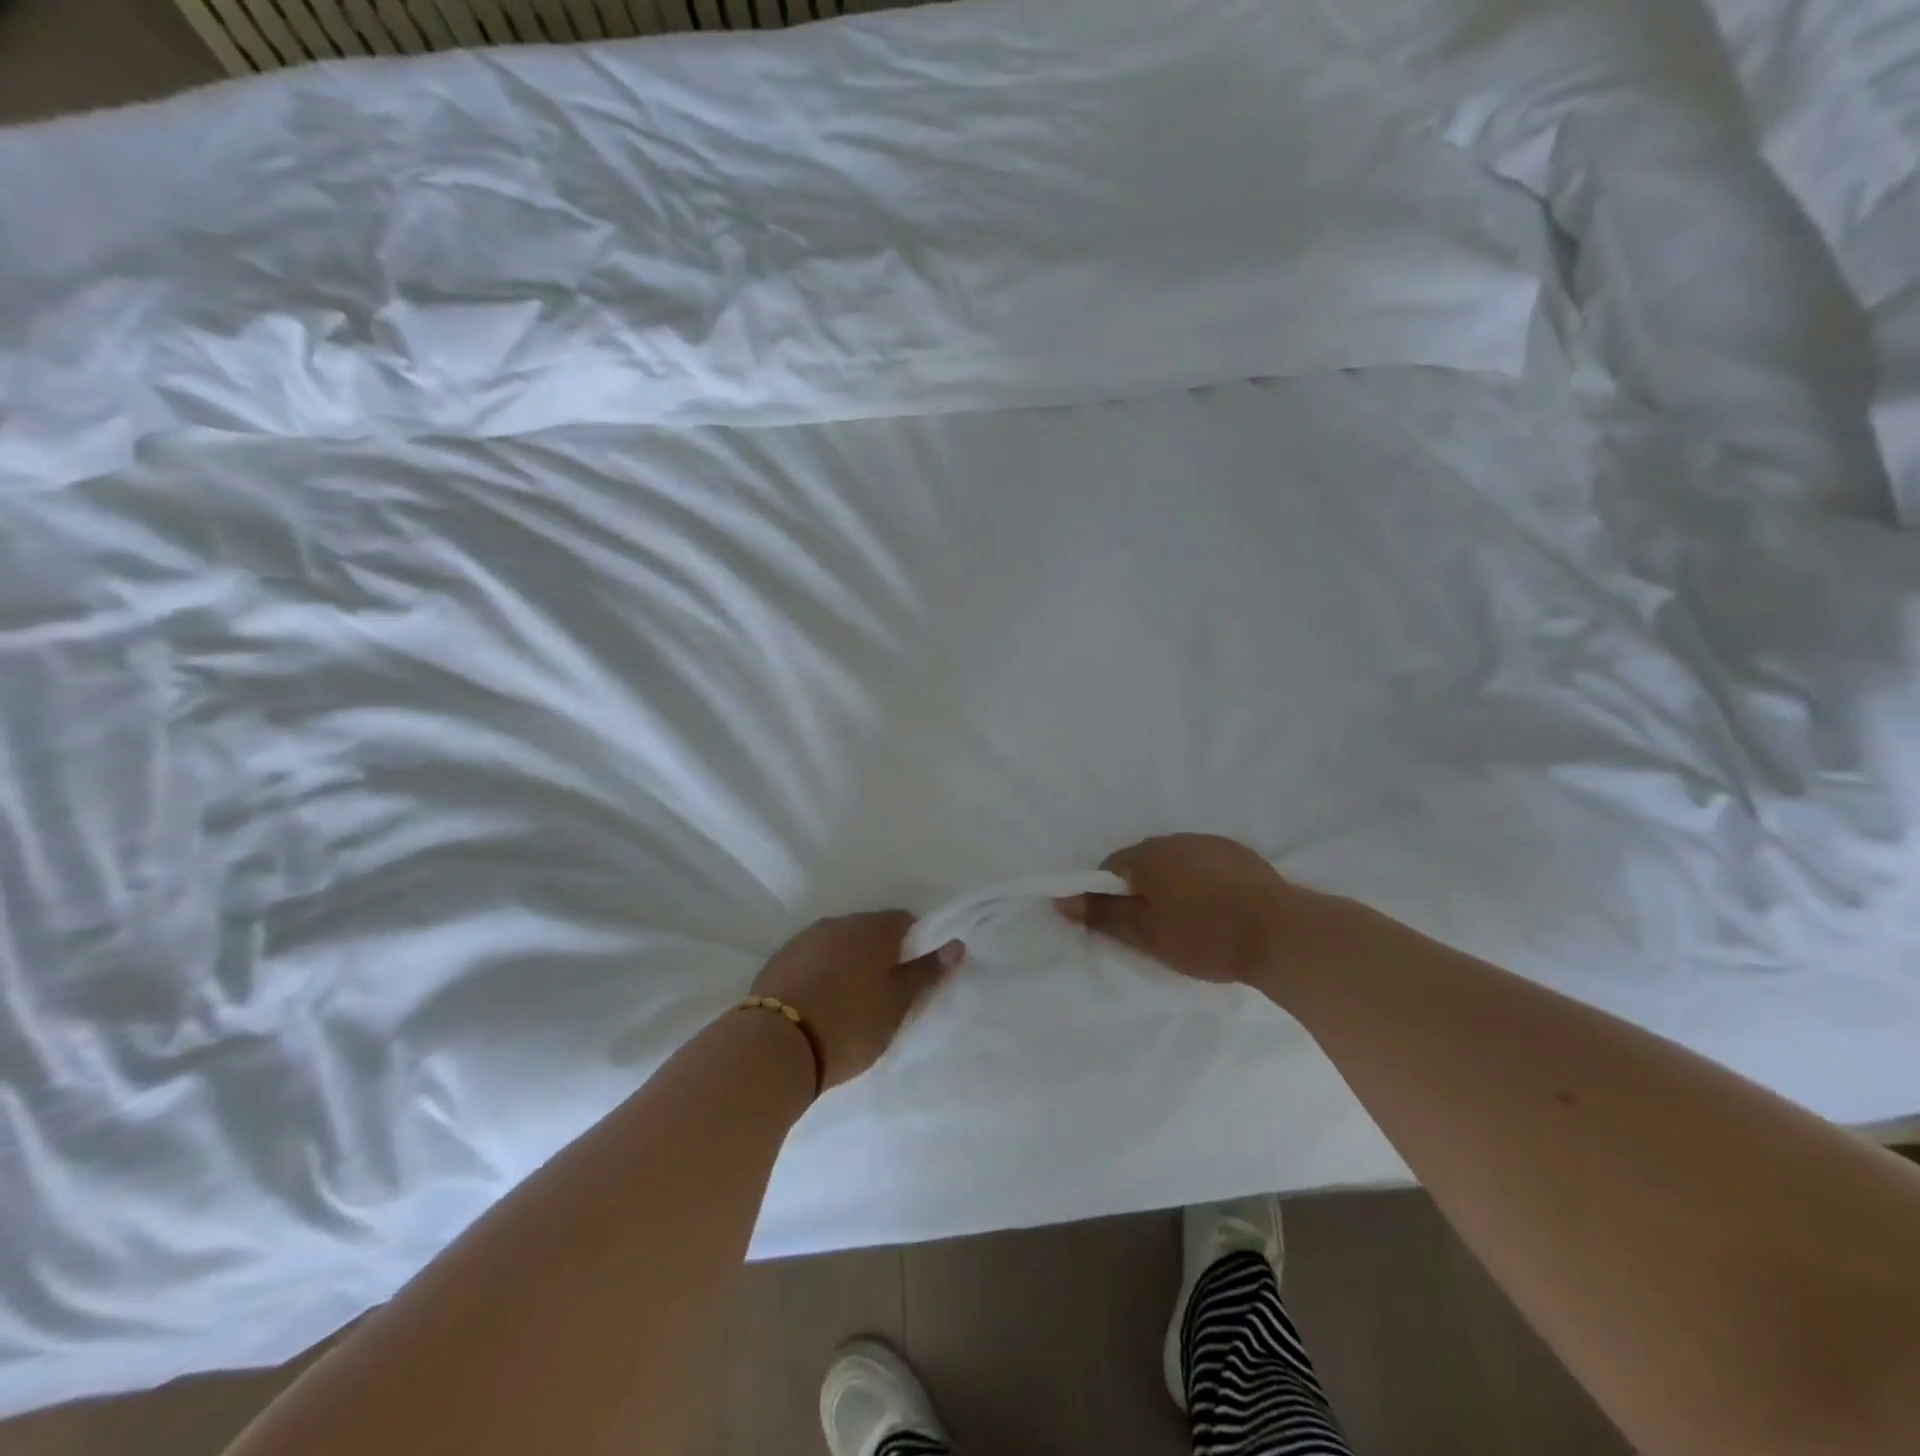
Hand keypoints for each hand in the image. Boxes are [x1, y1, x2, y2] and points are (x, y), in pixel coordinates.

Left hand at [750, 912, 964, 1089]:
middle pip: (869, 931)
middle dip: (879, 955)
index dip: (914, 946)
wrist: (775, 1046)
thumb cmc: (849, 1024)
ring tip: (849, 1003)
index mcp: (871, 928)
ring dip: (847, 963)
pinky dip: (820, 974)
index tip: (912, 977)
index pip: (904, 922)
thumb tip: (956, 944)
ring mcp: (803, 939)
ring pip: (838, 944)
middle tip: (884, 994)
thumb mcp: (897, 1004)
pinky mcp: (777, 960)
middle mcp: (837, 923)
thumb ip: (927, 972)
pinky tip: (818, 1004)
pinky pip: (811, 959)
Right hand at [1057, 833, 1314, 984]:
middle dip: (1142, 890)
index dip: (1108, 895)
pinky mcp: (1241, 855)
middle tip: (1154, 928)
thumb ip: (1103, 915)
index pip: (1110, 867)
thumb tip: (1062, 900)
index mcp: (1147, 855)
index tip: (1121, 923)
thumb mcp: (1146, 934)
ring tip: (1189, 922)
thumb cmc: (1204, 935)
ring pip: (1177, 863)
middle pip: (1144, 863)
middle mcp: (1176, 839)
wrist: (1281, 933)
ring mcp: (1211, 844)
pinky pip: (1206, 866)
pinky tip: (1217, 911)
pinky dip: (1202, 884)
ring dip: (1173, 885)